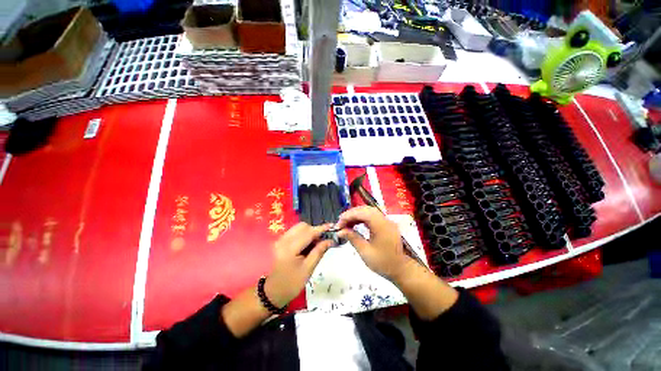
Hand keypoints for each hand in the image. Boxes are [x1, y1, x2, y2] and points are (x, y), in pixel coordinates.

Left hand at [265, 222, 333, 307]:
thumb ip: (319, 252)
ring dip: (308, 232)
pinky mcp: (280, 242)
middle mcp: (284, 240)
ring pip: (298, 228)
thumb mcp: (308, 269)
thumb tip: (330, 241)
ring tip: (314, 244)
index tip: (332, 226)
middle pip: (302, 226)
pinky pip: (294, 232)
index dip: (321, 229)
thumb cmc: (292, 283)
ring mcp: (280, 240)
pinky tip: (306, 245)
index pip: (308, 233)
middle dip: (314, 231)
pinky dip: (303, 235)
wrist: (273, 292)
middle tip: (321, 241)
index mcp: (290, 248)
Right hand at [336, 206, 412, 280]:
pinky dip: (362, 218)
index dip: (349, 215)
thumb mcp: (365, 252)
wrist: (402, 270)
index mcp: (381, 225)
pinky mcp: (386, 224)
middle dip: (351, 214)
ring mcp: (386, 221)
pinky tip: (356, 224)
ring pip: (369, 211)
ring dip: (356, 215)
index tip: (339, 223)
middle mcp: (385, 220)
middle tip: (341, 222)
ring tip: (346, 223)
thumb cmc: (384, 263)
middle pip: (365, 209)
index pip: (362, 213)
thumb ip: (353, 238)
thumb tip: (340, 231)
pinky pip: (372, 216)